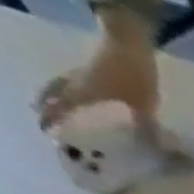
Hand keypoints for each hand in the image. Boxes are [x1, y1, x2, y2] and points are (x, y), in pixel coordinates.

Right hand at [35, 34, 160, 134]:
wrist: (127, 42)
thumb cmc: (134, 76)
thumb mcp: (144, 107)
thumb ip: (147, 128)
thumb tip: (154, 151)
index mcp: (86, 92)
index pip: (64, 107)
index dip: (53, 117)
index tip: (44, 128)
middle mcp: (77, 82)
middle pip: (54, 93)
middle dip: (45, 105)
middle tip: (39, 116)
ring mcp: (80, 72)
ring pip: (58, 84)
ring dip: (50, 94)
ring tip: (45, 103)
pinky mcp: (88, 68)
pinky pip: (70, 80)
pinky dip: (63, 87)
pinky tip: (68, 91)